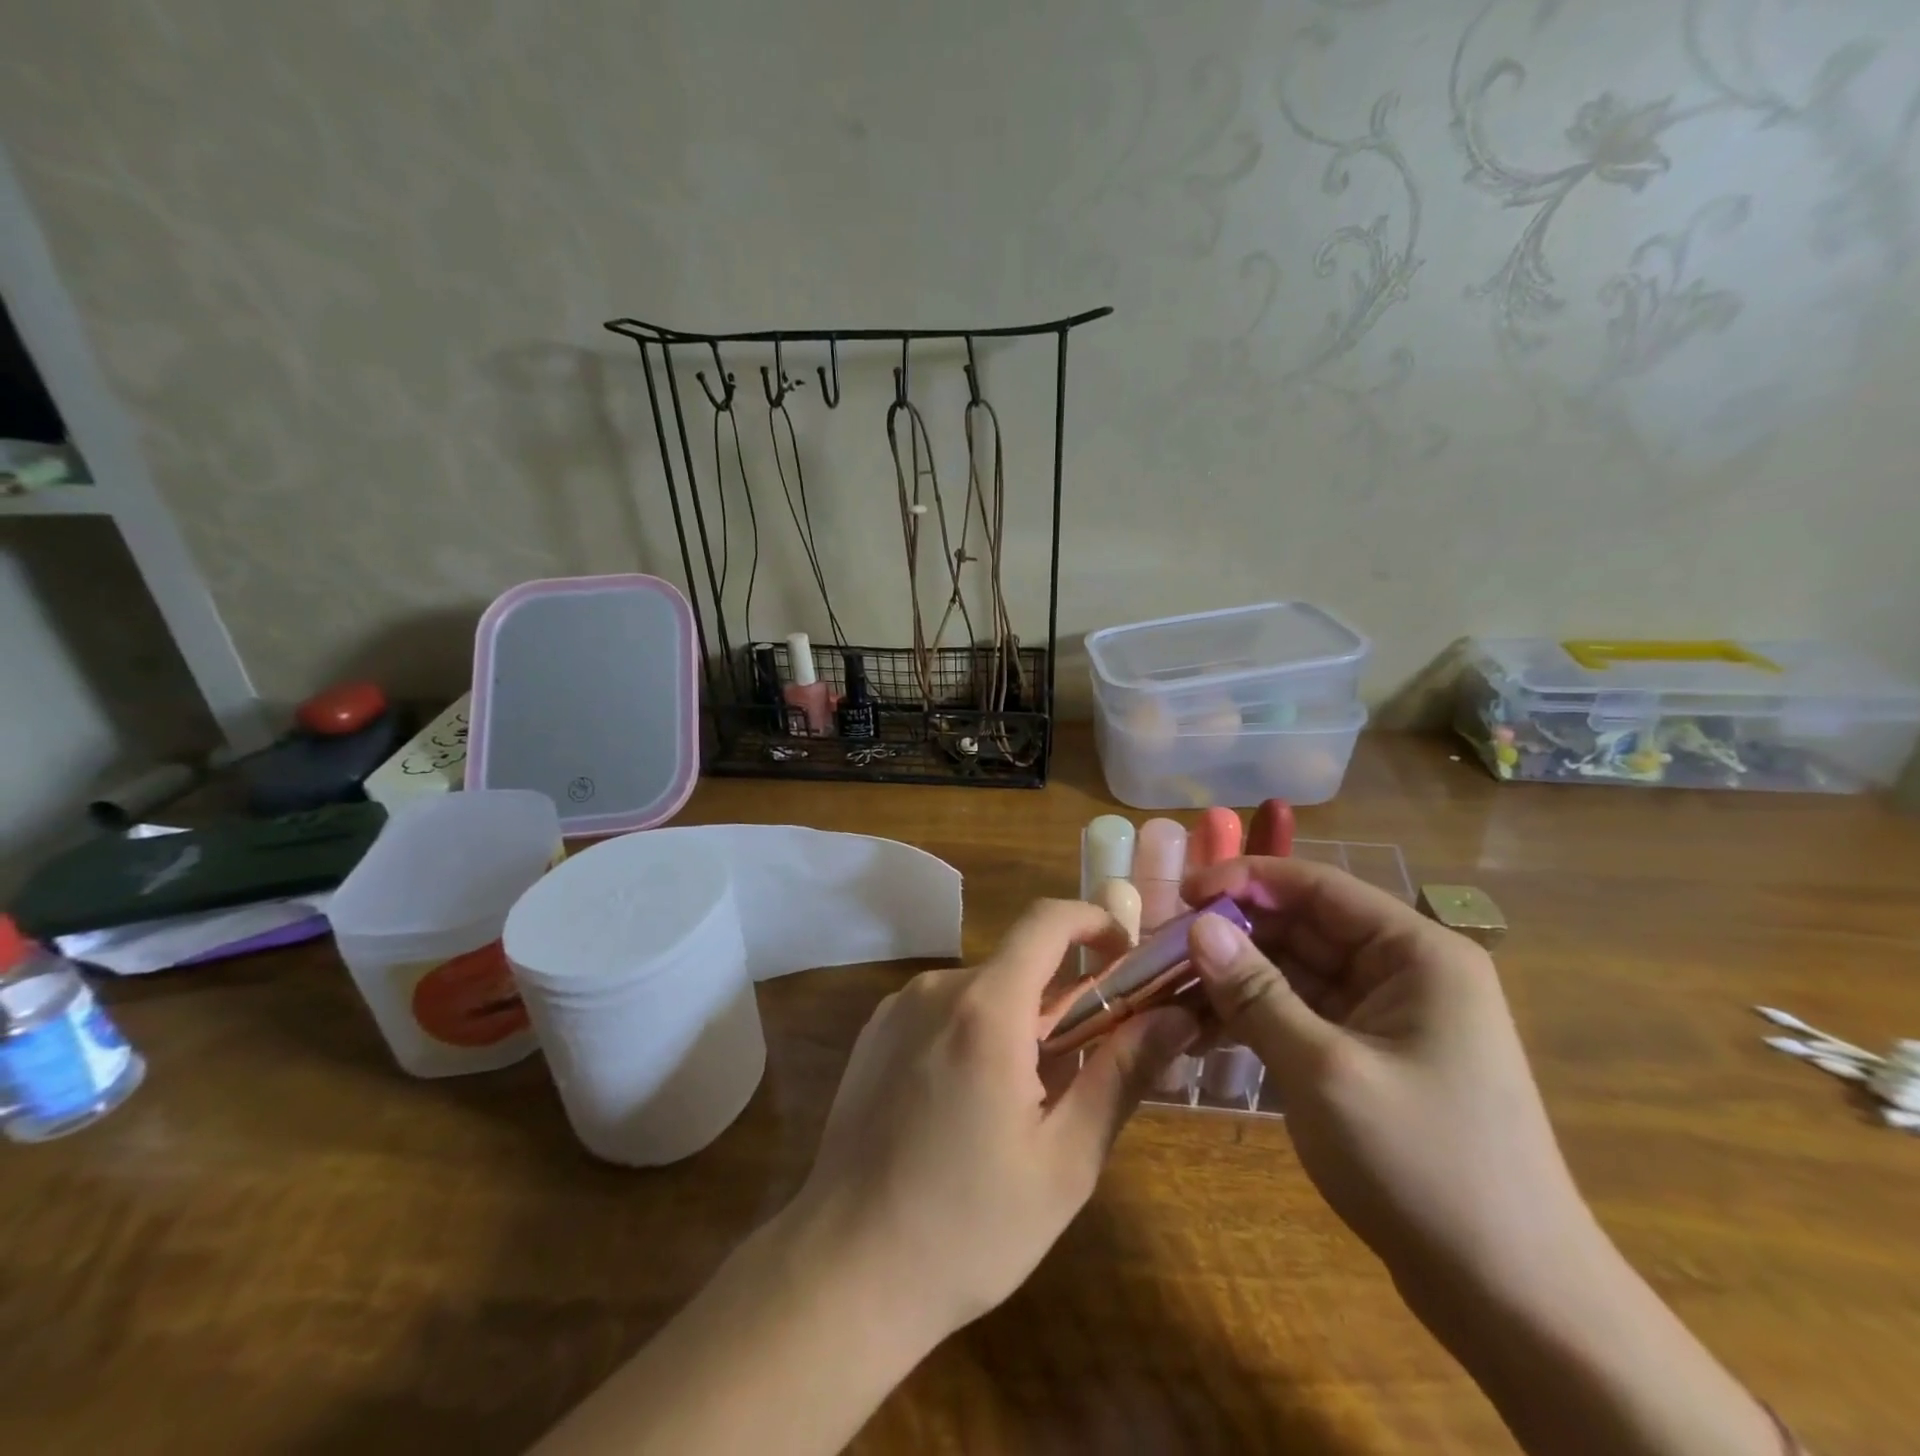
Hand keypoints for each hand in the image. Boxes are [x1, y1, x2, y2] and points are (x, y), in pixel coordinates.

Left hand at [790, 899, 1198, 1342]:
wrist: (845, 1271)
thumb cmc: (967, 1227)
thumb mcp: (1064, 1161)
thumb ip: (1122, 1075)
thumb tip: (1176, 1015)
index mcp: (986, 1009)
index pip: (1047, 921)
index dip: (1093, 923)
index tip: (1126, 959)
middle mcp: (937, 989)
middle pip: (1019, 964)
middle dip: (1063, 1001)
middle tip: (1089, 1068)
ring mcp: (898, 1007)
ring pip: (983, 991)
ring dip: (1019, 1023)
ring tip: (1028, 1103)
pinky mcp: (875, 1032)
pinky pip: (944, 1011)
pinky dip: (976, 1033)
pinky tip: (971, 1105)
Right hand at [1181, 857, 1594, 1298]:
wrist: (1514, 1302)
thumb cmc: (1424, 1167)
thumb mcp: (1323, 1070)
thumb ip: (1255, 992)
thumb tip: (1198, 925)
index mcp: (1416, 953)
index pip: (1317, 887)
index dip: (1244, 880)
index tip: (1180, 895)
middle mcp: (1405, 971)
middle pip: (1302, 928)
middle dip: (1233, 936)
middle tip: (1161, 952)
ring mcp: (1388, 1017)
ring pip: (1295, 973)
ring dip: (1236, 980)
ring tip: (1169, 992)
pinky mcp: (1370, 1057)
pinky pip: (1302, 1015)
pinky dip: (1255, 1018)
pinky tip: (1203, 1032)